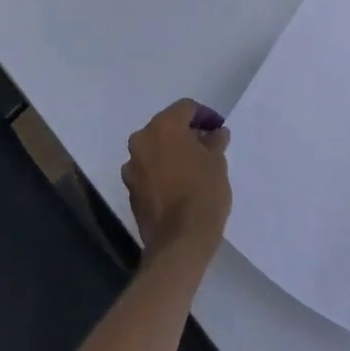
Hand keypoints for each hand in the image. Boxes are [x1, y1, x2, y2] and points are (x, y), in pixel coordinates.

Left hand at [121, 100, 231, 263]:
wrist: (179, 242)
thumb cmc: (203, 193)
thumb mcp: (217, 162)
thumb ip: (215, 142)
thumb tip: (216, 133)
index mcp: (163, 127)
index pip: (185, 108)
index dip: (205, 115)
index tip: (219, 129)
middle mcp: (141, 141)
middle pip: (166, 126)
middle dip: (187, 133)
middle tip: (208, 145)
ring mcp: (132, 167)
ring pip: (155, 149)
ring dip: (172, 152)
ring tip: (194, 165)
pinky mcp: (131, 190)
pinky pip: (149, 170)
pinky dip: (163, 170)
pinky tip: (180, 183)